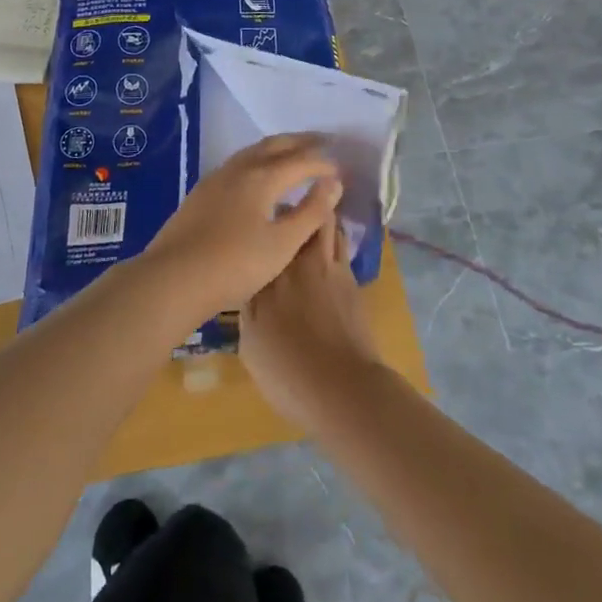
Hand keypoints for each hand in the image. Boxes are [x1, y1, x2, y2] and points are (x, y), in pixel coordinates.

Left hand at [137, 135, 343, 323]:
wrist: (173, 278)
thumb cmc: (234, 264)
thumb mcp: (282, 243)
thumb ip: (311, 211)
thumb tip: (334, 183)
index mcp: (263, 177)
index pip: (302, 160)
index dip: (324, 163)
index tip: (342, 169)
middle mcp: (240, 168)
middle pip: (276, 144)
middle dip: (302, 142)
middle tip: (324, 142)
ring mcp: (217, 178)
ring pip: (254, 151)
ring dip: (279, 148)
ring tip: (295, 154)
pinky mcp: (202, 192)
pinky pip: (239, 163)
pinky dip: (260, 161)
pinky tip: (260, 179)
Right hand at [240, 217, 382, 430]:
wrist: (343, 389)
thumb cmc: (288, 372)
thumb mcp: (251, 346)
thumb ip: (249, 309)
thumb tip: (250, 291)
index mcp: (269, 276)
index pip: (263, 235)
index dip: (260, 226)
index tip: (254, 225)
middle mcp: (300, 263)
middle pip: (300, 218)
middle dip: (292, 211)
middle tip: (282, 218)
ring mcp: (331, 269)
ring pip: (327, 226)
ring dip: (317, 222)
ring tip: (306, 229)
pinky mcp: (352, 281)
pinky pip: (340, 248)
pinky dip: (332, 243)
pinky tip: (324, 258)